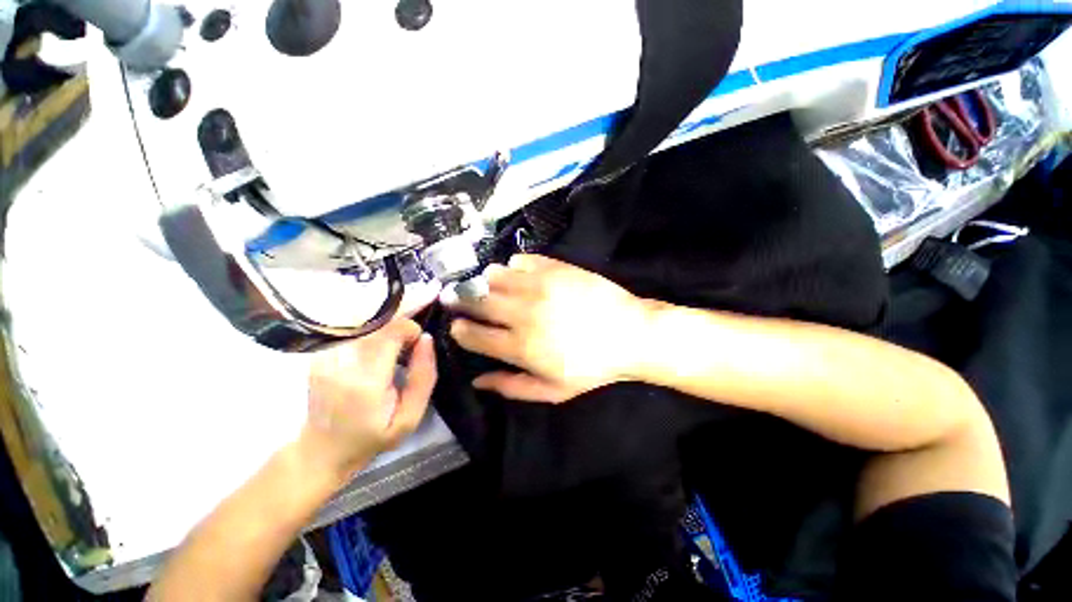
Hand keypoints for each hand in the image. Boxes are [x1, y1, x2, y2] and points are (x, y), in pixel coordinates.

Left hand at [302, 319, 436, 479]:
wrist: (323, 450)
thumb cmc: (372, 436)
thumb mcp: (411, 417)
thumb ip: (424, 377)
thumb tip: (426, 339)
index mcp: (365, 382)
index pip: (390, 332)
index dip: (410, 329)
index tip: (417, 343)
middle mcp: (339, 364)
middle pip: (377, 325)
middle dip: (398, 330)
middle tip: (406, 350)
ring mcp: (323, 358)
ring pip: (365, 325)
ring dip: (384, 333)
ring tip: (390, 353)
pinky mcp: (317, 355)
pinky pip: (351, 332)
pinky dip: (368, 336)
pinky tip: (372, 354)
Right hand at [447, 255, 649, 402]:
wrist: (630, 334)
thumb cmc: (592, 367)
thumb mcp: (552, 390)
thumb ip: (511, 387)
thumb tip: (477, 381)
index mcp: (520, 347)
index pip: (473, 335)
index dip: (460, 330)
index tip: (458, 326)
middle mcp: (522, 313)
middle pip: (476, 301)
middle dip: (460, 299)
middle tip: (456, 297)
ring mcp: (538, 286)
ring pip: (493, 276)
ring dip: (485, 282)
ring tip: (487, 287)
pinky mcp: (554, 267)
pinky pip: (520, 260)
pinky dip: (513, 267)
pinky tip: (519, 275)